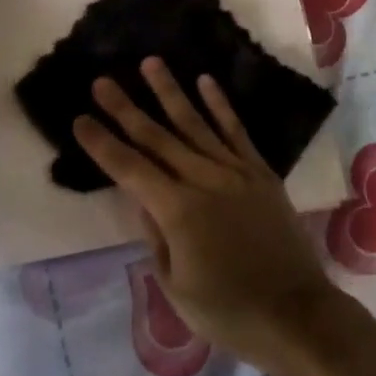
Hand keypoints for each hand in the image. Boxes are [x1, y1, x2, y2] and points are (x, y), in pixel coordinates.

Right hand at [74, 58, 342, 368]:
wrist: (295, 313)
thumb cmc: (228, 311)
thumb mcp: (176, 286)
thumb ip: (156, 238)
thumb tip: (142, 200)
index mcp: (177, 211)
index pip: (130, 169)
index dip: (103, 144)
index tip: (80, 119)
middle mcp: (204, 180)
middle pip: (157, 138)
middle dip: (126, 109)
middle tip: (102, 81)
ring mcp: (235, 171)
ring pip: (195, 123)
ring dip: (170, 92)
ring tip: (151, 63)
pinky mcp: (260, 172)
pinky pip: (236, 131)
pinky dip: (220, 105)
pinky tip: (206, 82)